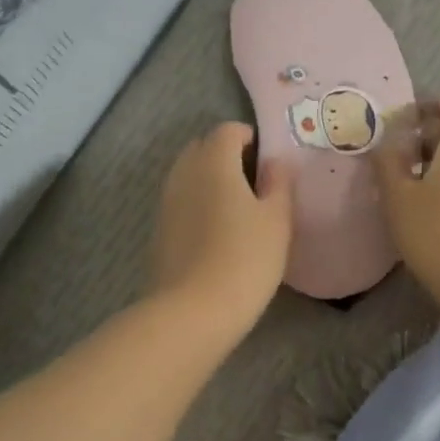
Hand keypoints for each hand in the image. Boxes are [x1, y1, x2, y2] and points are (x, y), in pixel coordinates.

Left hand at [149, 123, 294, 339]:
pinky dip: (197, 204)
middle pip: (202, 148)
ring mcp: (166, 202)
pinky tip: (216, 232)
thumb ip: (279, 183)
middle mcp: (183, 174)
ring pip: (188, 175)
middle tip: (254, 181)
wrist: (194, 310)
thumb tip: (276, 162)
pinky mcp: (159, 230)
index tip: (267, 160)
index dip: (248, 137)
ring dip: (209, 180)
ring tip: (237, 208)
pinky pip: (180, 201)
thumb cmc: (246, 258)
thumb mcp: (277, 220)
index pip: (227, 130)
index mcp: (213, 162)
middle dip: (226, 155)